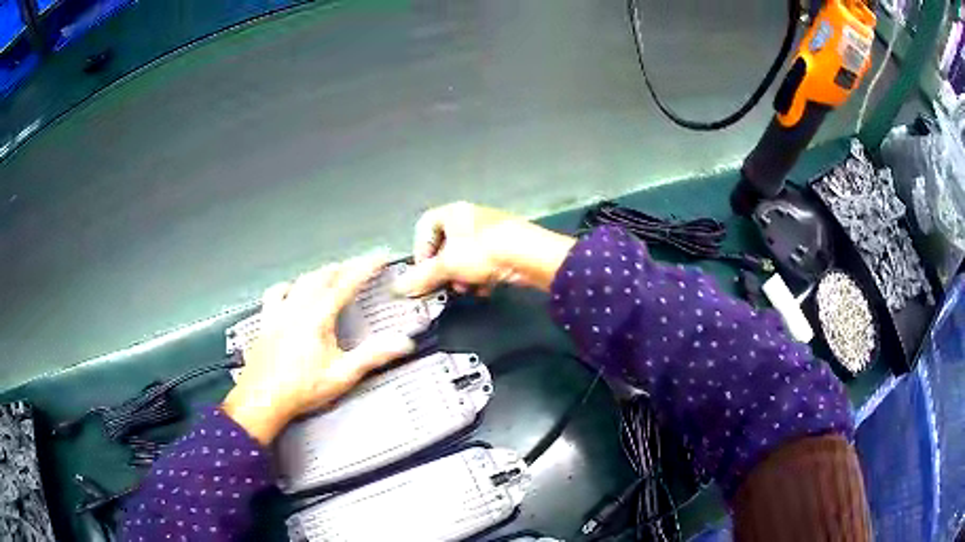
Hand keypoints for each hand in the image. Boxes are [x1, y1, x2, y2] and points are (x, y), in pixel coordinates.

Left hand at [223, 256, 415, 444]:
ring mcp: (278, 313)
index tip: (379, 257)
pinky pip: (276, 293)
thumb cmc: (301, 389)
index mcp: (317, 318)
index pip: (346, 284)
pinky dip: (289, 287)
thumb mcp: (342, 375)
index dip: (365, 267)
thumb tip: (403, 343)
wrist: (263, 399)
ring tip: (331, 273)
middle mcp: (297, 308)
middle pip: (323, 276)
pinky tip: (291, 291)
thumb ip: (373, 356)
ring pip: (301, 281)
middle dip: (344, 268)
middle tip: (359, 266)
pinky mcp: (266, 322)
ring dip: (319, 274)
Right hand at [395, 202, 575, 296]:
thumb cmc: (483, 252)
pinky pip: (484, 261)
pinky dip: (481, 276)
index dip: (420, 249)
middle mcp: (471, 217)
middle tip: (447, 285)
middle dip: (444, 269)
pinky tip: (486, 289)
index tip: (424, 271)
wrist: (531, 255)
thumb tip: (397, 288)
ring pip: (465, 256)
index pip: (424, 225)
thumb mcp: (448, 265)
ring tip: (469, 289)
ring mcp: (490, 230)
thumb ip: (422, 276)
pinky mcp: (506, 245)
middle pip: (446, 244)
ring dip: (463, 276)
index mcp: (454, 212)